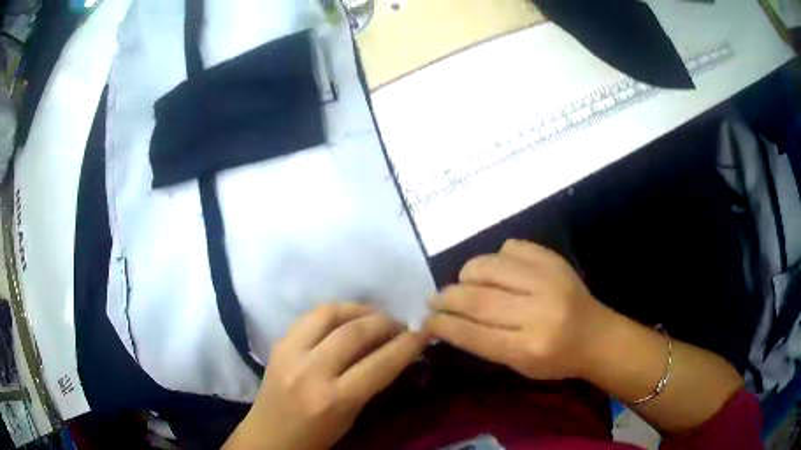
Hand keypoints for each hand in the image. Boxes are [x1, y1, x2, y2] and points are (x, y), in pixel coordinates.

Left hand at [224, 303, 427, 449]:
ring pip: (328, 313)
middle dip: (385, 322)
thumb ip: (371, 384)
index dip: (407, 345)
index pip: (380, 364)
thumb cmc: (316, 437)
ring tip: (373, 316)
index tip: (423, 332)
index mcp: (334, 400)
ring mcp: (289, 354)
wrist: (269, 437)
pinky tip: (344, 320)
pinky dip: (333, 313)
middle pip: (355, 332)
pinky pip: (309, 317)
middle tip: (398, 325)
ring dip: (358, 309)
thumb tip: (393, 352)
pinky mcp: (277, 345)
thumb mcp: (351, 416)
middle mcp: (310, 372)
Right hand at [426, 239, 609, 380]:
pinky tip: (498, 270)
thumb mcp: (518, 365)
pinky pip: (511, 247)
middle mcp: (537, 312)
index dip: (442, 324)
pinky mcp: (554, 260)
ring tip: (463, 283)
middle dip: (446, 298)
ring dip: (466, 275)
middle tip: (435, 300)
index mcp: (527, 347)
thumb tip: (447, 321)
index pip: (472, 333)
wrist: (598, 336)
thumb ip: (483, 343)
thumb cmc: (556, 360)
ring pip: (489, 266)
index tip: (425, 320)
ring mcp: (547, 280)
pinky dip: (496, 258)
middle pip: (477, 298)